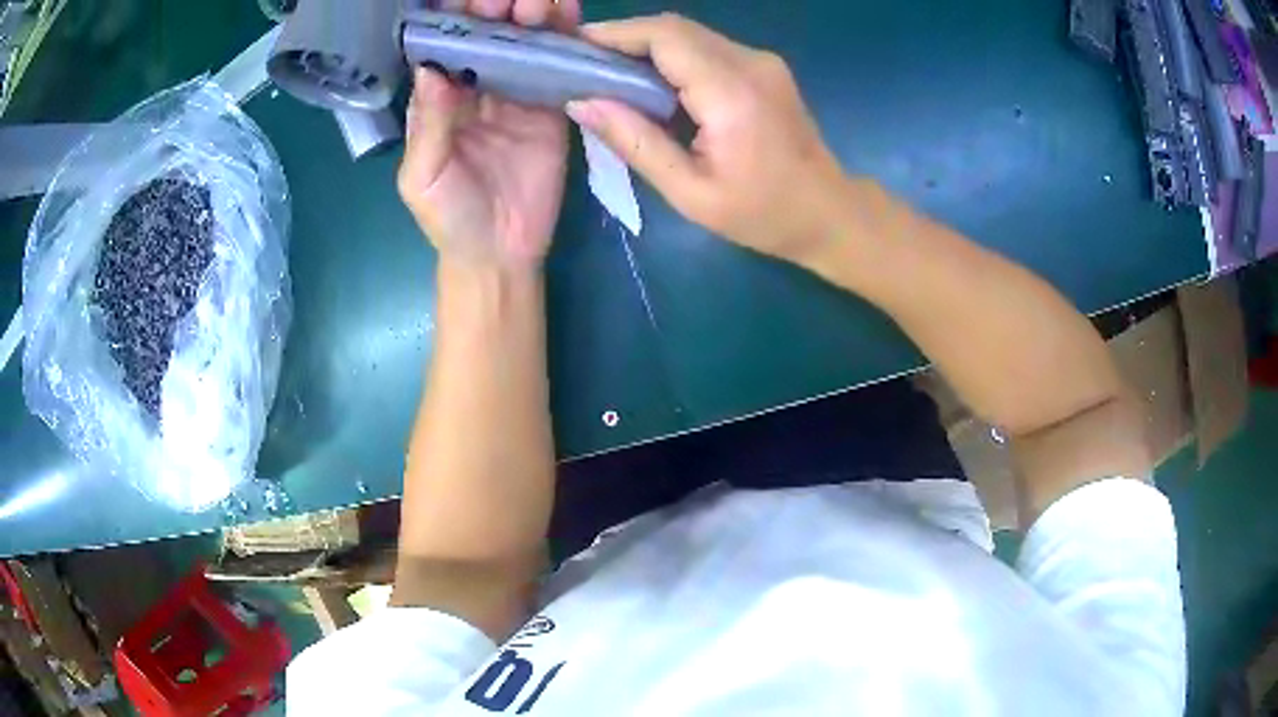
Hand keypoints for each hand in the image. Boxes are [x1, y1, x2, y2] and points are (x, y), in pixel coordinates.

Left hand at [397, 0, 581, 270]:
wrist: (499, 254)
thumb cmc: (449, 218)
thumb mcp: (423, 177)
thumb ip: (428, 125)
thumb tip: (432, 68)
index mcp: (440, 101)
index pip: (445, 49)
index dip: (454, 20)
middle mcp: (478, 89)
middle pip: (487, 39)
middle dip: (497, 10)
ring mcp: (518, 96)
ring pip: (524, 46)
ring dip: (533, 17)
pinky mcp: (552, 110)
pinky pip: (559, 71)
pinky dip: (566, 42)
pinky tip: (572, 16)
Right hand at [567, 14, 848, 263]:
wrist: (829, 212)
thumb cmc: (762, 214)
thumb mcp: (690, 192)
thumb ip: (636, 143)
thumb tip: (582, 103)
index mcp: (731, 93)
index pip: (665, 36)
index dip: (616, 33)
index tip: (576, 47)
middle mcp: (750, 62)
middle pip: (675, 27)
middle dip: (625, 38)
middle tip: (587, 64)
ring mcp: (762, 60)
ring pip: (690, 33)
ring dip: (648, 46)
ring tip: (611, 74)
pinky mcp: (764, 66)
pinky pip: (708, 47)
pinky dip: (673, 56)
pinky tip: (653, 82)